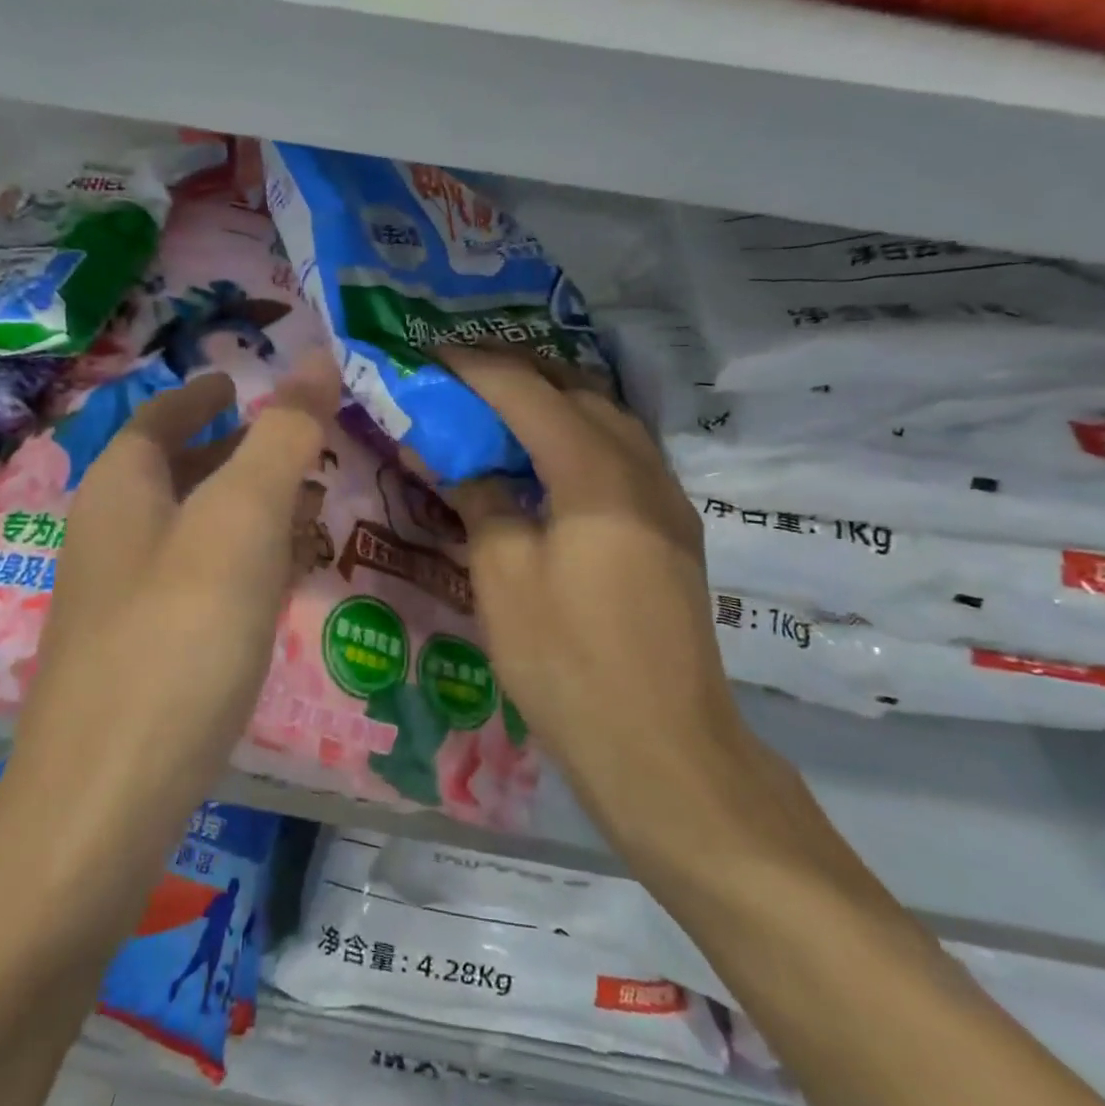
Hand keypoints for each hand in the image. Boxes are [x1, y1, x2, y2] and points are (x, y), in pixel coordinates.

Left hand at [8, 353, 342, 840]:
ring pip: (189, 529)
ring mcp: (120, 599)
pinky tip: (277, 584)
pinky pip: (195, 582)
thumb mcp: (241, 521)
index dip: (201, 393)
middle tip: (298, 443)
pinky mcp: (140, 654)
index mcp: (120, 489)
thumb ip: (282, 437)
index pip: (159, 415)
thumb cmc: (178, 639)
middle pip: (174, 470)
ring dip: (242, 508)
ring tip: (304, 504)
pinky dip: (238, 563)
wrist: (103, 806)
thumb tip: (317, 357)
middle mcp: (110, 535)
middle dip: (234, 450)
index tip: (241, 380)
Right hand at [438, 347, 769, 863]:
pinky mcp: (673, 530)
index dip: (475, 367)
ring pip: (609, 418)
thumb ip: (481, 502)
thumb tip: (462, 462)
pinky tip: (549, 461)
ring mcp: (667, 499)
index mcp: (595, 473)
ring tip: (502, 407)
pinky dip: (579, 436)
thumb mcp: (502, 578)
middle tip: (464, 374)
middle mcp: (642, 469)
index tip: (431, 354)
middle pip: (578, 390)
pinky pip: (623, 454)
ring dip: (554, 400)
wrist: (663, 750)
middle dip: (518, 371)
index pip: (526, 392)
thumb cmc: (568, 662)